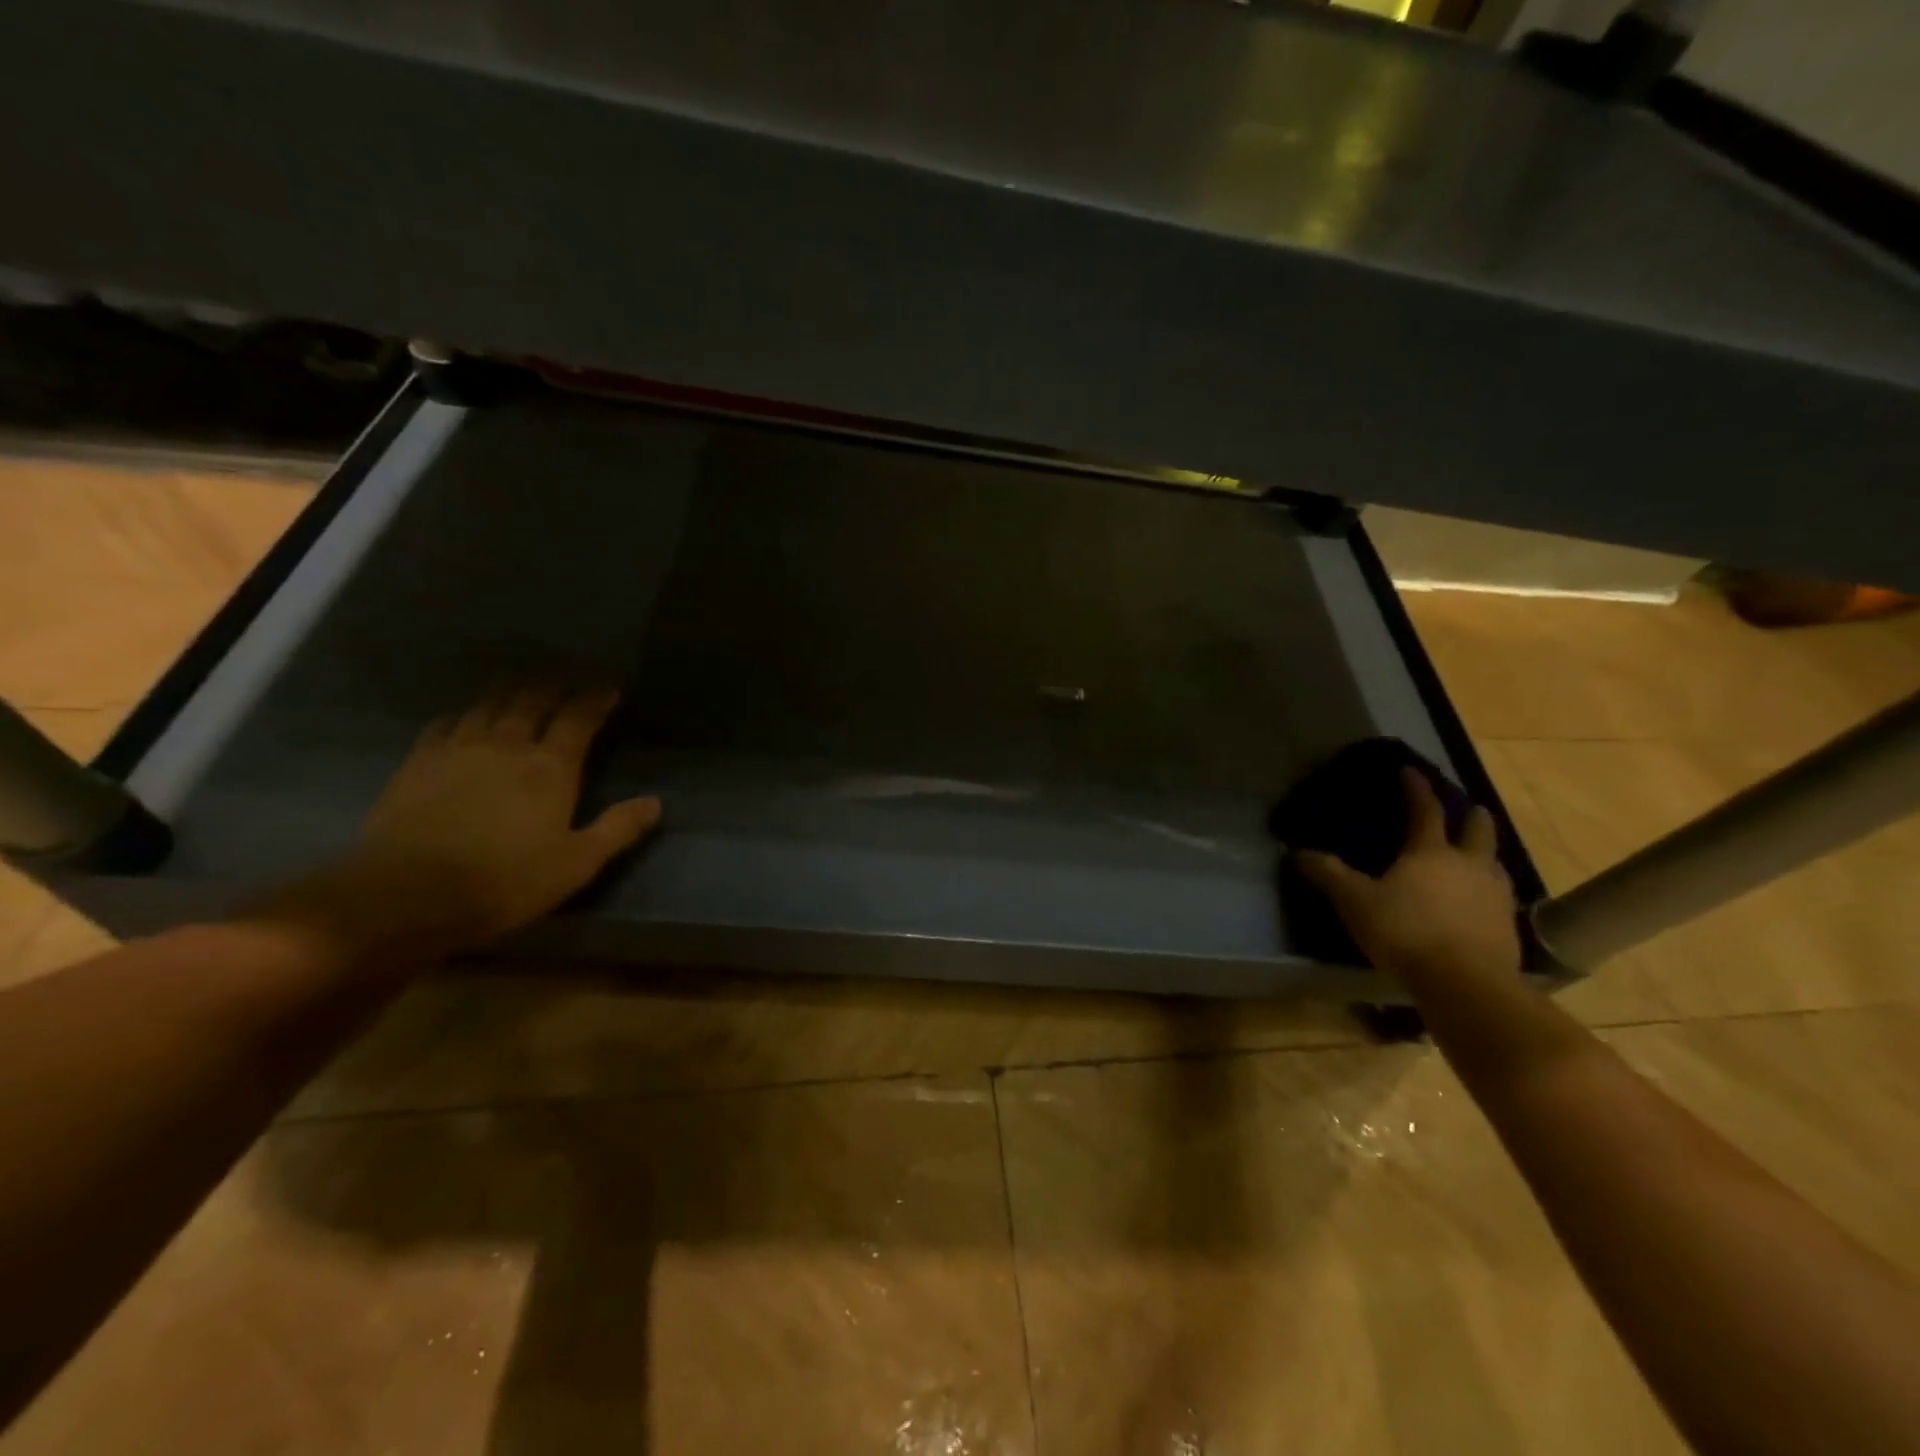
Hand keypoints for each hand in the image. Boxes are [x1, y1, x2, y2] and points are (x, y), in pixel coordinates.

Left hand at [257, 686, 659, 960]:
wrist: (407, 894)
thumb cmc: (505, 881)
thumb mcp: (577, 863)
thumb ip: (617, 829)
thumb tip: (655, 803)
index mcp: (550, 768)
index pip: (578, 719)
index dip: (596, 699)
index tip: (610, 687)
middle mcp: (507, 746)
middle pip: (532, 701)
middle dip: (554, 685)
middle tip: (567, 678)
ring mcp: (458, 750)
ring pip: (488, 705)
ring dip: (510, 690)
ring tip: (521, 683)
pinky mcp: (418, 763)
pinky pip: (444, 724)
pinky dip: (462, 713)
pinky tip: (463, 716)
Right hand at [1294, 768, 1520, 982]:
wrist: (1465, 983)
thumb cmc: (1405, 931)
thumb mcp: (1355, 902)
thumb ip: (1328, 875)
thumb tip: (1297, 851)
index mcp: (1430, 852)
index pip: (1425, 810)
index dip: (1416, 789)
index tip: (1410, 771)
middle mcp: (1468, 864)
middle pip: (1478, 830)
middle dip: (1472, 816)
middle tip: (1468, 809)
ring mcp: (1495, 895)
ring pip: (1496, 862)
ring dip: (1486, 853)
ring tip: (1477, 856)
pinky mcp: (1508, 926)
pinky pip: (1501, 897)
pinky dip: (1490, 891)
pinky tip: (1481, 902)